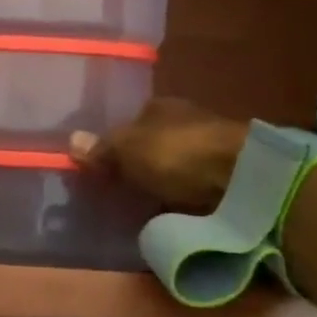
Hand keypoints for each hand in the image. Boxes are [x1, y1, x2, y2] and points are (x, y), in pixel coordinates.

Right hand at [72, 98, 247, 211]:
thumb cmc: (177, 153)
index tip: (105, 166)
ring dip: (165, 180)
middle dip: (141, 162)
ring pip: (176, 163)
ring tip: (145, 205)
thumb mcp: (127, 150)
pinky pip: (196, 185)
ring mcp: (211, 146)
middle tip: (122, 189)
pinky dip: (186, 196)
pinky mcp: (230, 174)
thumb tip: (71, 140)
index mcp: (160, 105)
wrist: (244, 178)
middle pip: (154, 142)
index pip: (132, 120)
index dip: (117, 142)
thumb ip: (102, 149)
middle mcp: (186, 120)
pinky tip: (175, 211)